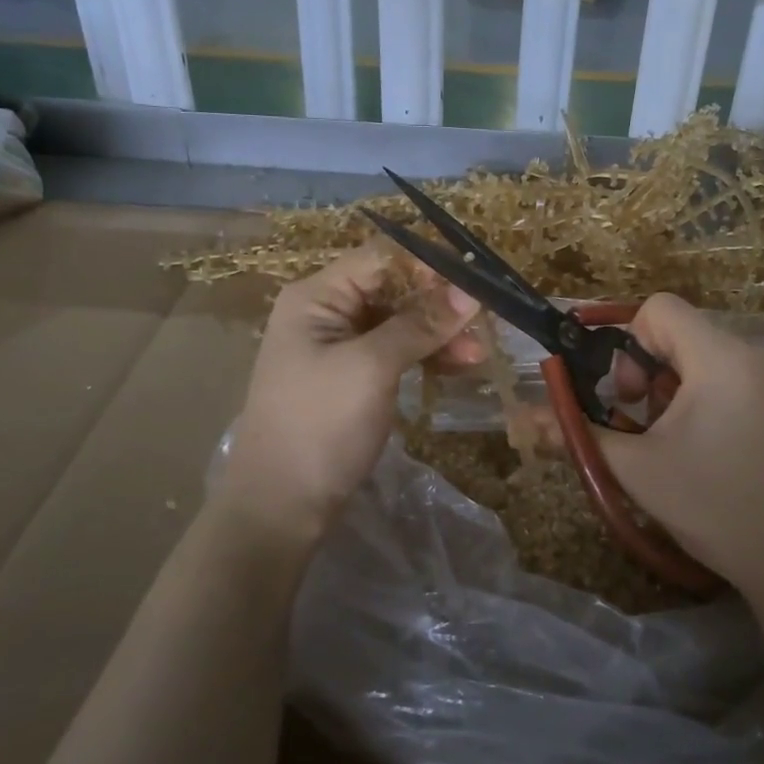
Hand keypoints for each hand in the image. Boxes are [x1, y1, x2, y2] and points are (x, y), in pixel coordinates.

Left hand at [214, 245, 479, 546]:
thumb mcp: (372, 367)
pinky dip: (423, 356)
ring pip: (397, 323)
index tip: (476, 284)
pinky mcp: (349, 378)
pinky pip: (392, 353)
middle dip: (438, 305)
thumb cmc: (321, 425)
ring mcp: (335, 347)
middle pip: (391, 290)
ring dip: (437, 334)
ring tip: (478, 355)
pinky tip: (455, 367)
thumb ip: (420, 324)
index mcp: (317, 296)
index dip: (429, 267)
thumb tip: (469, 289)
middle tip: (483, 326)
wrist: (281, 504)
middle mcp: (324, 312)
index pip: (382, 259)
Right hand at [596, 294, 763, 611]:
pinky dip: (728, 403)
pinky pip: (754, 382)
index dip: (630, 343)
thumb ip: (578, 433)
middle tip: (652, 428)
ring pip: (720, 361)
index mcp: (722, 360)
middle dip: (656, 374)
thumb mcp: (637, 471)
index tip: (630, 397)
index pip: (661, 308)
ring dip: (689, 391)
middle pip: (689, 336)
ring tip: (690, 446)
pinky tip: (732, 455)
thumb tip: (523, 417)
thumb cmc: (715, 509)